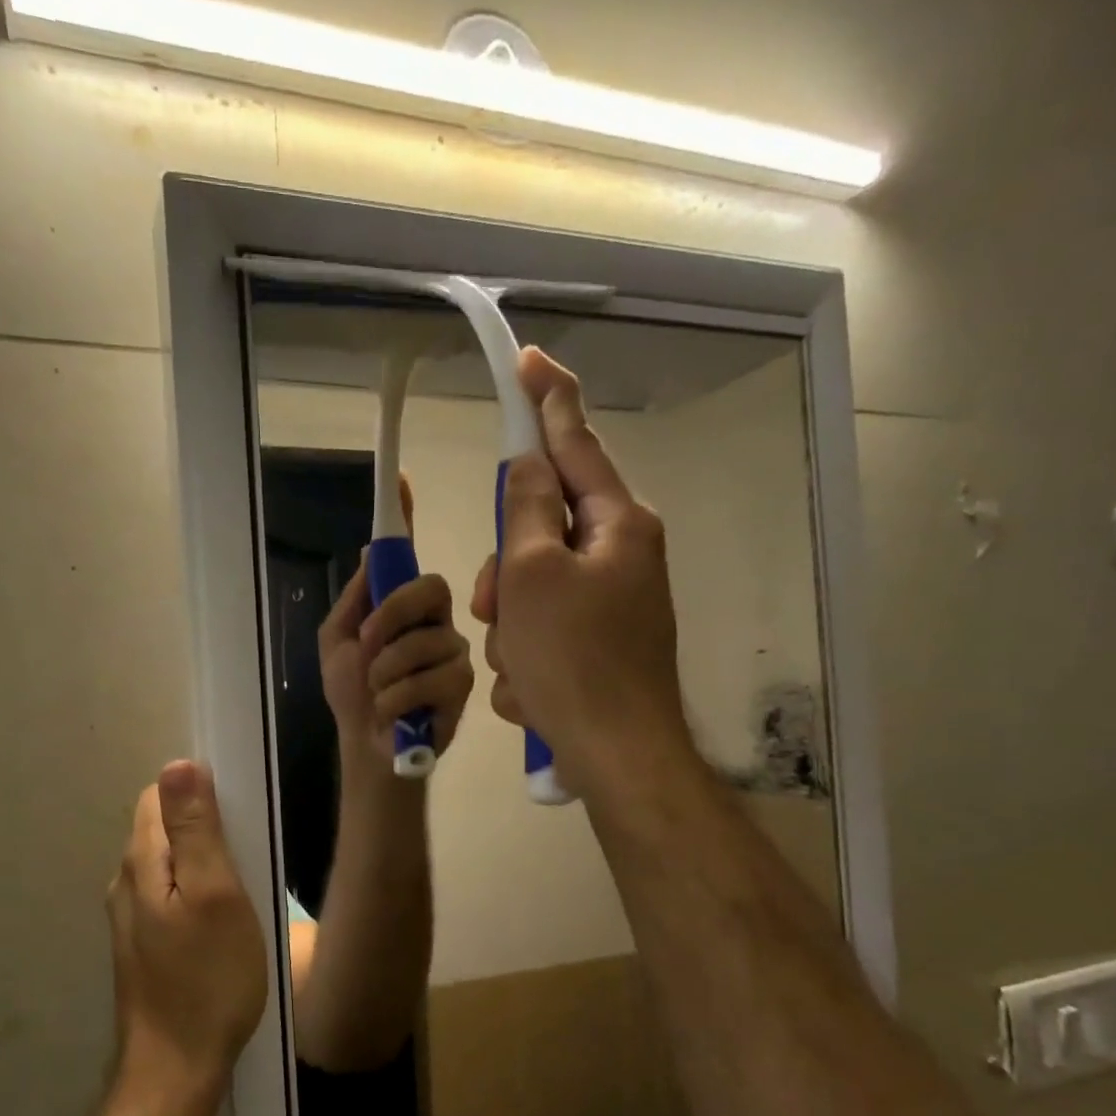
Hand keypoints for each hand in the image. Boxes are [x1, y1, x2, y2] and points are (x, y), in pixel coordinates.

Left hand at [106, 761, 267, 1098]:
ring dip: (203, 862)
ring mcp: (131, 918)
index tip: (238, 817)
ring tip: (242, 888)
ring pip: (168, 863)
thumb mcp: (215, 894)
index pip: (159, 796)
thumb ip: (196, 829)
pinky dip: (196, 891)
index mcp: (141, 862)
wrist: (177, 1070)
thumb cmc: (208, 979)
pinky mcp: (144, 945)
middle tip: (248, 856)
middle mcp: (126, 883)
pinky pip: (170, 895)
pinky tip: (223, 920)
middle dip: (204, 827)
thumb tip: (178, 764)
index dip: (198, 794)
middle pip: (163, 828)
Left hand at [319, 476, 474, 767]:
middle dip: (390, 618)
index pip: (408, 557)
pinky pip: (432, 676)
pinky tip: (395, 713)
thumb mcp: (337, 642)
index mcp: (402, 607)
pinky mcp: (465, 684)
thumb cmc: (352, 696)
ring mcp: (453, 650)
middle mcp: (434, 619)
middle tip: (367, 646)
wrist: (369, 747)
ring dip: (385, 673)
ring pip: (424, 640)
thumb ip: (356, 600)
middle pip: (429, 587)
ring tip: (379, 694)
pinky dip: (398, 697)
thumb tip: (370, 550)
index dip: (405, 517)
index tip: (400, 480)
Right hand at [469, 348, 696, 799]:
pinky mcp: (597, 643)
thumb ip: (528, 507)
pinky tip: (532, 689)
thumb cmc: (573, 659)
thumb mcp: (533, 574)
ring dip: (509, 624)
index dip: (546, 400)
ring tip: (519, 664)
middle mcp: (621, 554)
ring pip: (531, 587)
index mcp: (618, 524)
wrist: (614, 754)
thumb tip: (531, 463)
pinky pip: (542, 630)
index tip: (527, 361)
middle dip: (505, 570)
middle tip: (494, 606)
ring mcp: (611, 601)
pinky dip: (526, 656)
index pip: (576, 443)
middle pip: (539, 529)